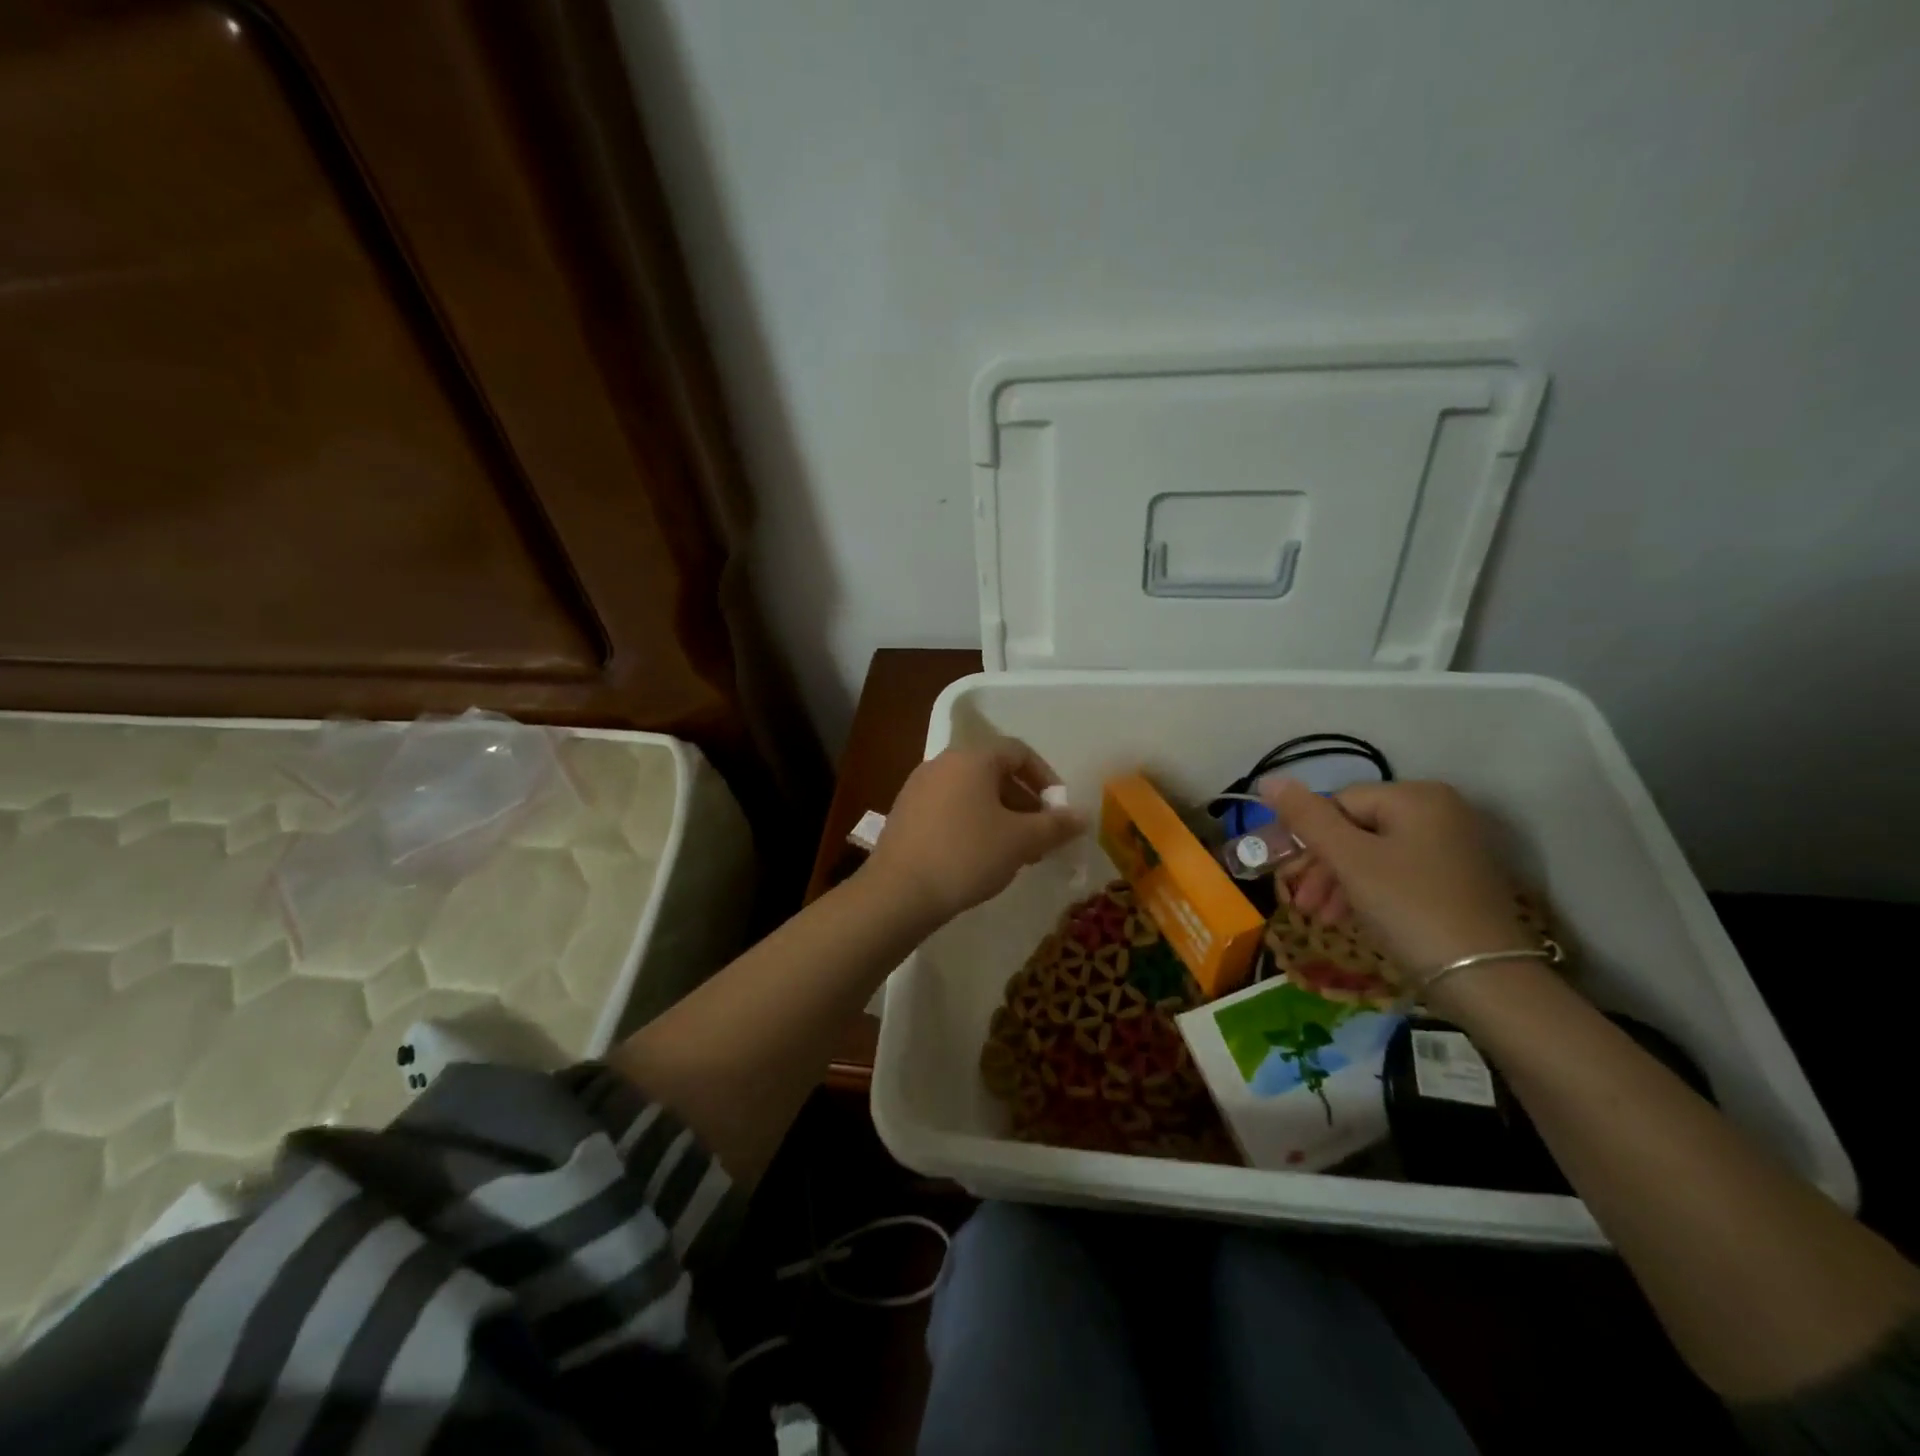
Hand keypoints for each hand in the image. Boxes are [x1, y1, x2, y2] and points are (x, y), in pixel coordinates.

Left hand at [867, 739, 1086, 924]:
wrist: (898, 892)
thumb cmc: (967, 855)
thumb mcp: (1021, 841)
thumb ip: (1055, 825)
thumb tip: (1083, 816)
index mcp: (972, 758)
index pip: (1019, 752)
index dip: (1046, 778)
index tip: (1058, 811)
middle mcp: (942, 763)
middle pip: (994, 772)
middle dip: (1024, 802)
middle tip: (1040, 837)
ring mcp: (919, 787)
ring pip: (972, 793)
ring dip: (1000, 816)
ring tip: (1015, 853)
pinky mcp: (905, 813)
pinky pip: (950, 808)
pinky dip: (972, 824)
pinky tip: (980, 858)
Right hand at [1262, 778, 1527, 975]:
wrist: (1487, 980)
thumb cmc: (1410, 907)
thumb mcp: (1349, 860)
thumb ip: (1306, 817)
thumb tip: (1267, 780)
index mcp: (1416, 796)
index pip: (1339, 802)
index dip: (1308, 837)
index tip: (1288, 876)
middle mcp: (1440, 811)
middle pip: (1357, 828)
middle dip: (1323, 866)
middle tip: (1300, 903)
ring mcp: (1453, 847)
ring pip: (1375, 854)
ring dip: (1340, 883)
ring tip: (1321, 918)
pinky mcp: (1458, 880)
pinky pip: (1398, 873)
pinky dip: (1369, 892)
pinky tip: (1351, 919)